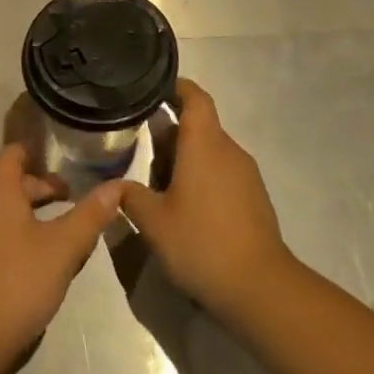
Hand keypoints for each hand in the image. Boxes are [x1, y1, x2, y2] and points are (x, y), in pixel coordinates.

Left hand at [0, 144, 124, 365]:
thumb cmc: (18, 281)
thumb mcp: (63, 246)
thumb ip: (90, 214)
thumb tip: (116, 186)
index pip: (11, 155)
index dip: (34, 150)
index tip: (63, 157)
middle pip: (12, 186)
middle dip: (44, 188)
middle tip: (75, 200)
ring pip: (10, 215)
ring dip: (38, 217)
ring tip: (70, 232)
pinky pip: (5, 240)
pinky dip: (28, 239)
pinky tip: (50, 263)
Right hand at [119, 80, 292, 322]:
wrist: (259, 286)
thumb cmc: (201, 243)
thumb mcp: (153, 222)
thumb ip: (130, 197)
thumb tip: (114, 185)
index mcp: (205, 145)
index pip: (195, 98)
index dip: (176, 87)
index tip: (153, 88)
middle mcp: (229, 151)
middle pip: (199, 126)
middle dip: (169, 132)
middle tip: (137, 144)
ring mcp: (246, 175)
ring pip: (210, 151)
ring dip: (184, 158)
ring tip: (154, 180)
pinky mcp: (253, 197)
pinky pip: (222, 172)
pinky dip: (200, 176)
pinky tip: (182, 204)